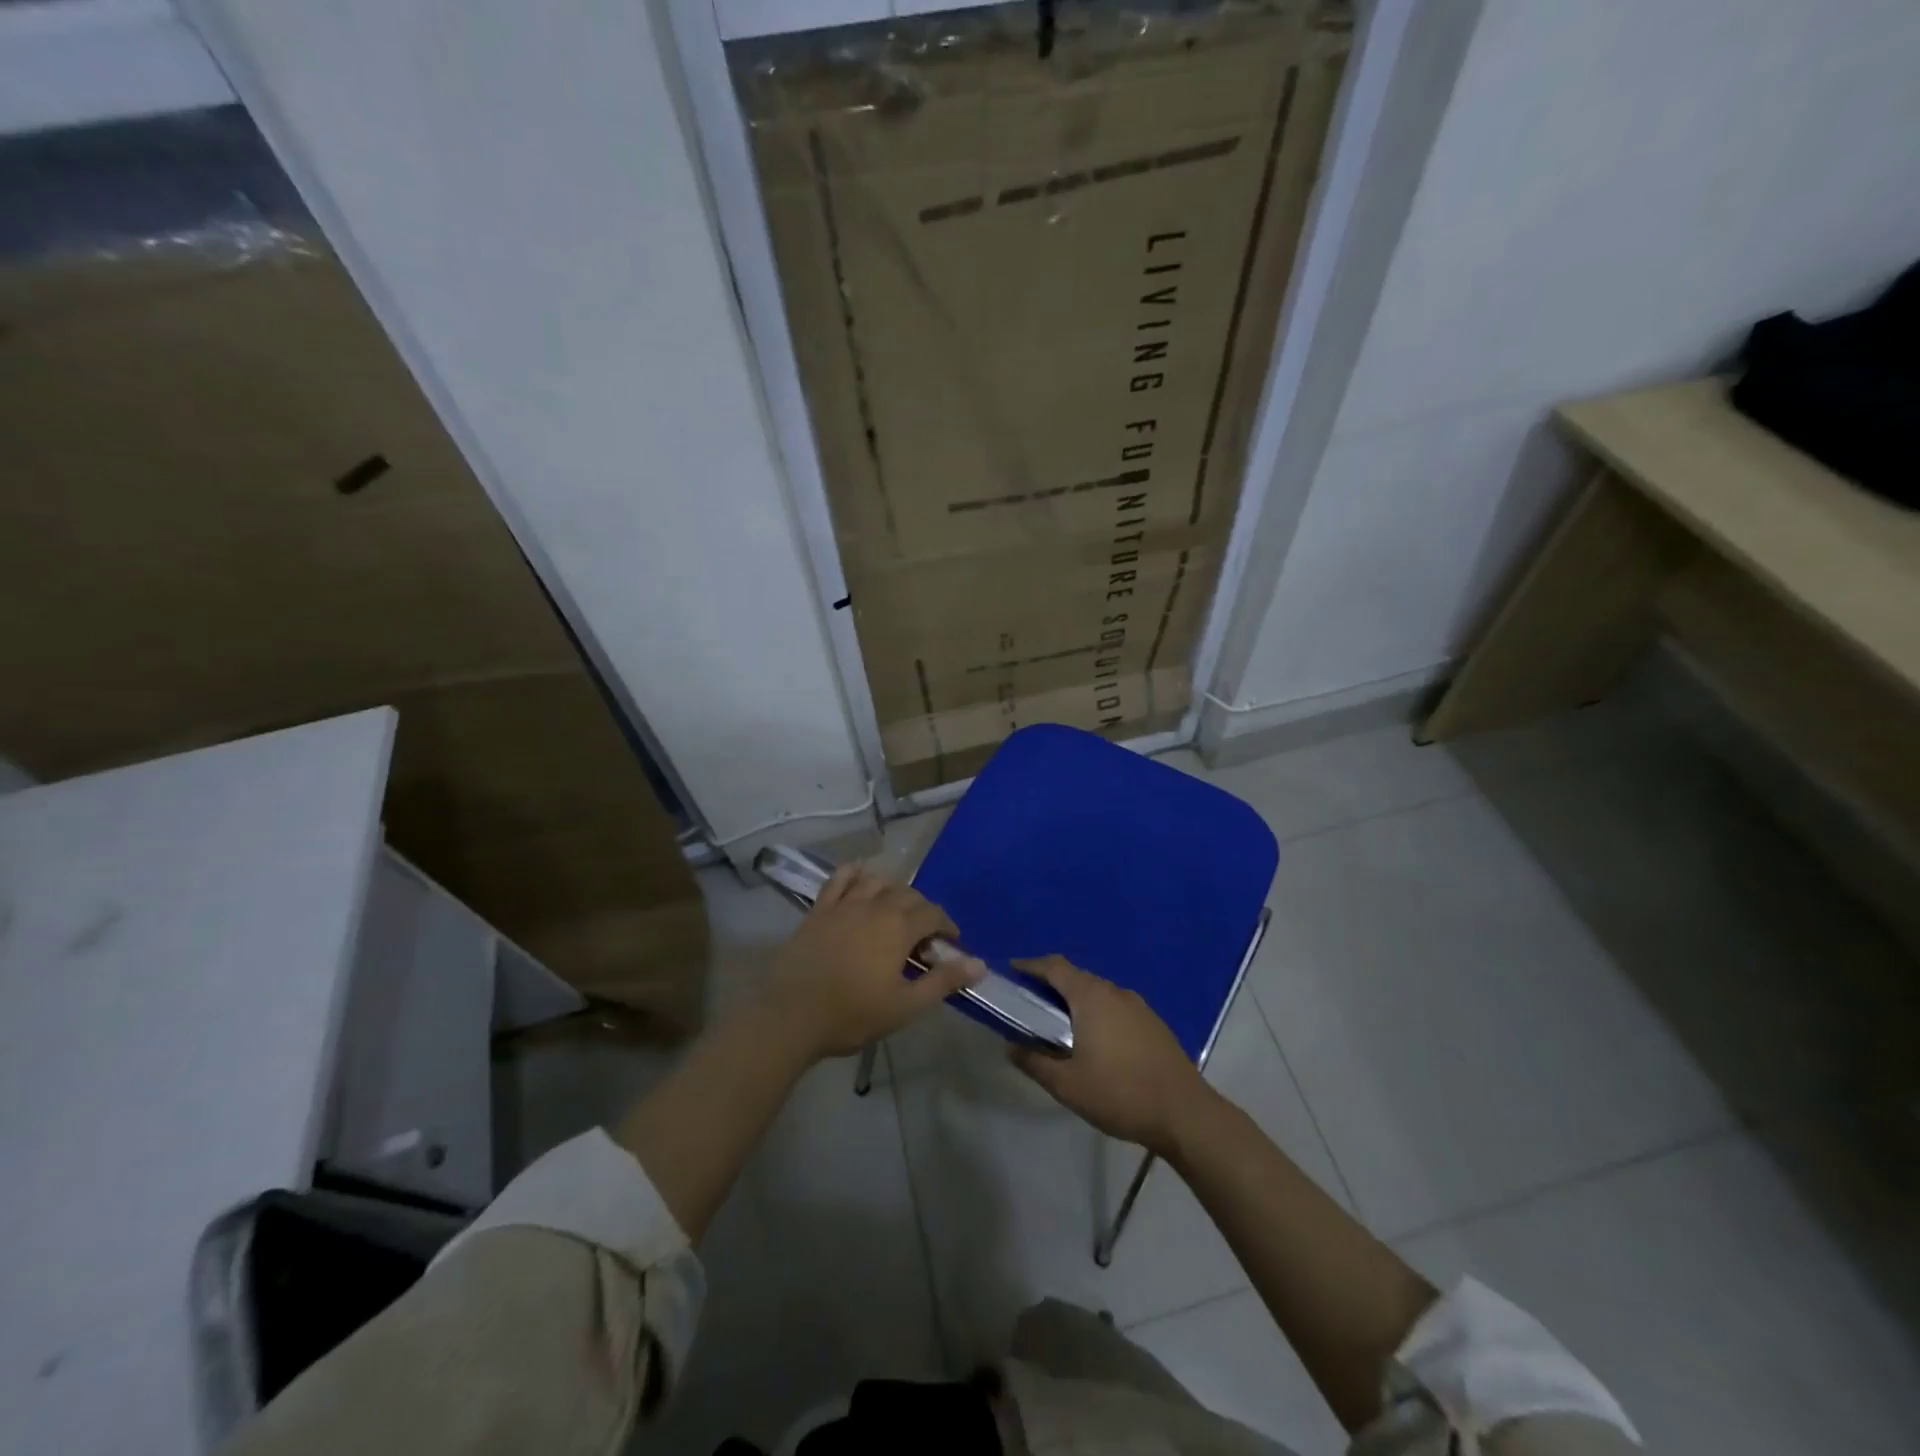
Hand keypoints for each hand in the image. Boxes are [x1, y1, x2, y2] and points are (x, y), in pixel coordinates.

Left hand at [762, 864, 982, 1060]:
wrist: (791, 1016)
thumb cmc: (852, 1014)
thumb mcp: (905, 1005)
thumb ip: (943, 981)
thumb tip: (980, 964)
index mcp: (899, 927)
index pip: (933, 914)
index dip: (947, 926)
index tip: (950, 945)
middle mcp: (875, 906)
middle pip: (908, 894)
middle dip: (923, 911)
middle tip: (923, 938)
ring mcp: (844, 904)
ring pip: (877, 881)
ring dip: (893, 890)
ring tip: (896, 910)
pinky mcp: (819, 910)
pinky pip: (839, 879)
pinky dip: (854, 873)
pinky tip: (861, 877)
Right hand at [1009, 955, 1212, 1151]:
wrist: (1184, 1113)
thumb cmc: (1119, 1093)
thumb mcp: (1067, 1085)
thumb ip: (1034, 1062)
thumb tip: (1010, 1046)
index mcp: (1091, 997)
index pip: (1054, 966)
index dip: (1030, 965)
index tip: (1012, 971)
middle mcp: (1114, 991)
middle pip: (1076, 977)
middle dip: (1051, 985)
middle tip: (1030, 1005)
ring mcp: (1138, 1006)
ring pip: (1098, 993)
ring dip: (1076, 1001)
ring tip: (1059, 1026)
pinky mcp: (1153, 1023)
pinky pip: (1116, 1007)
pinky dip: (1098, 1013)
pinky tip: (1095, 1041)